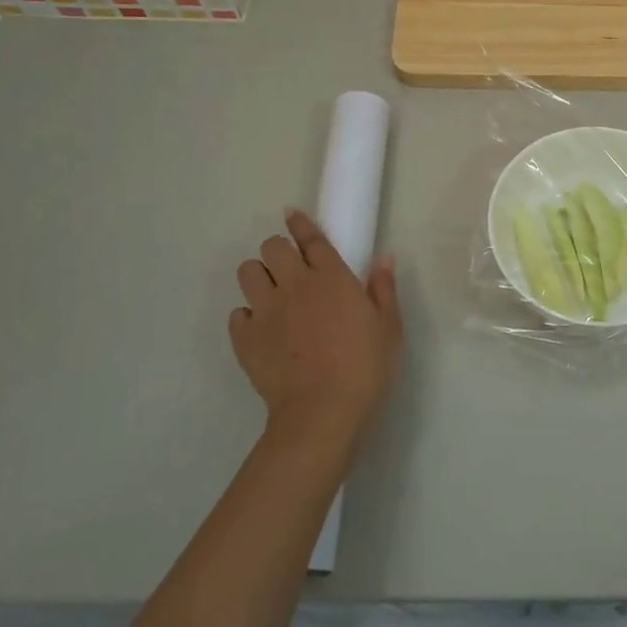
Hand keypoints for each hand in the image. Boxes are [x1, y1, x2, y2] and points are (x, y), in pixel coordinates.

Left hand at [228, 209, 401, 457]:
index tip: (292, 214)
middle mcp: (294, 284)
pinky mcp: (244, 338)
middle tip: (291, 269)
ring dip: (259, 276)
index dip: (300, 223)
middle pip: (272, 247)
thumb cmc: (365, 366)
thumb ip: (383, 288)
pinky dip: (248, 316)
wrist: (322, 411)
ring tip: (272, 295)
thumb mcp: (389, 326)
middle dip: (279, 251)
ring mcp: (265, 310)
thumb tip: (384, 257)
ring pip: (248, 272)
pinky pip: (237, 313)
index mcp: (331, 276)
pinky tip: (262, 330)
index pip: (310, 237)